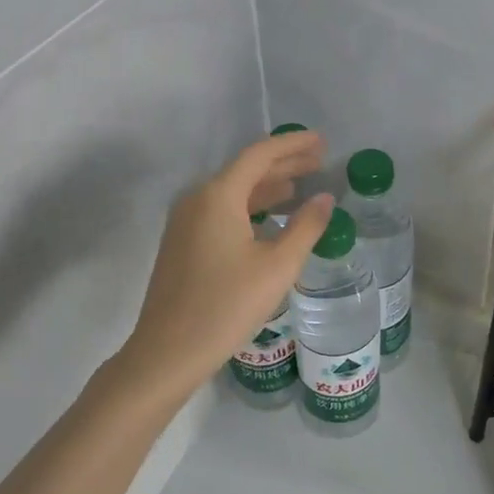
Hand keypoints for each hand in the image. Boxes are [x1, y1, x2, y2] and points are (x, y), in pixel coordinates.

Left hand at [118, 131, 335, 398]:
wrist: (168, 351)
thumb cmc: (227, 305)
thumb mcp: (277, 266)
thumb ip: (305, 226)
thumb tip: (325, 198)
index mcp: (218, 196)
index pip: (260, 155)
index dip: (293, 146)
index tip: (322, 142)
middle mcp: (197, 200)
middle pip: (245, 170)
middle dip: (283, 164)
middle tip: (319, 161)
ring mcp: (185, 222)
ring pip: (232, 192)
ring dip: (267, 187)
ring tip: (300, 187)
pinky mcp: (182, 244)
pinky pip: (221, 211)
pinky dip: (250, 207)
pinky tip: (270, 220)